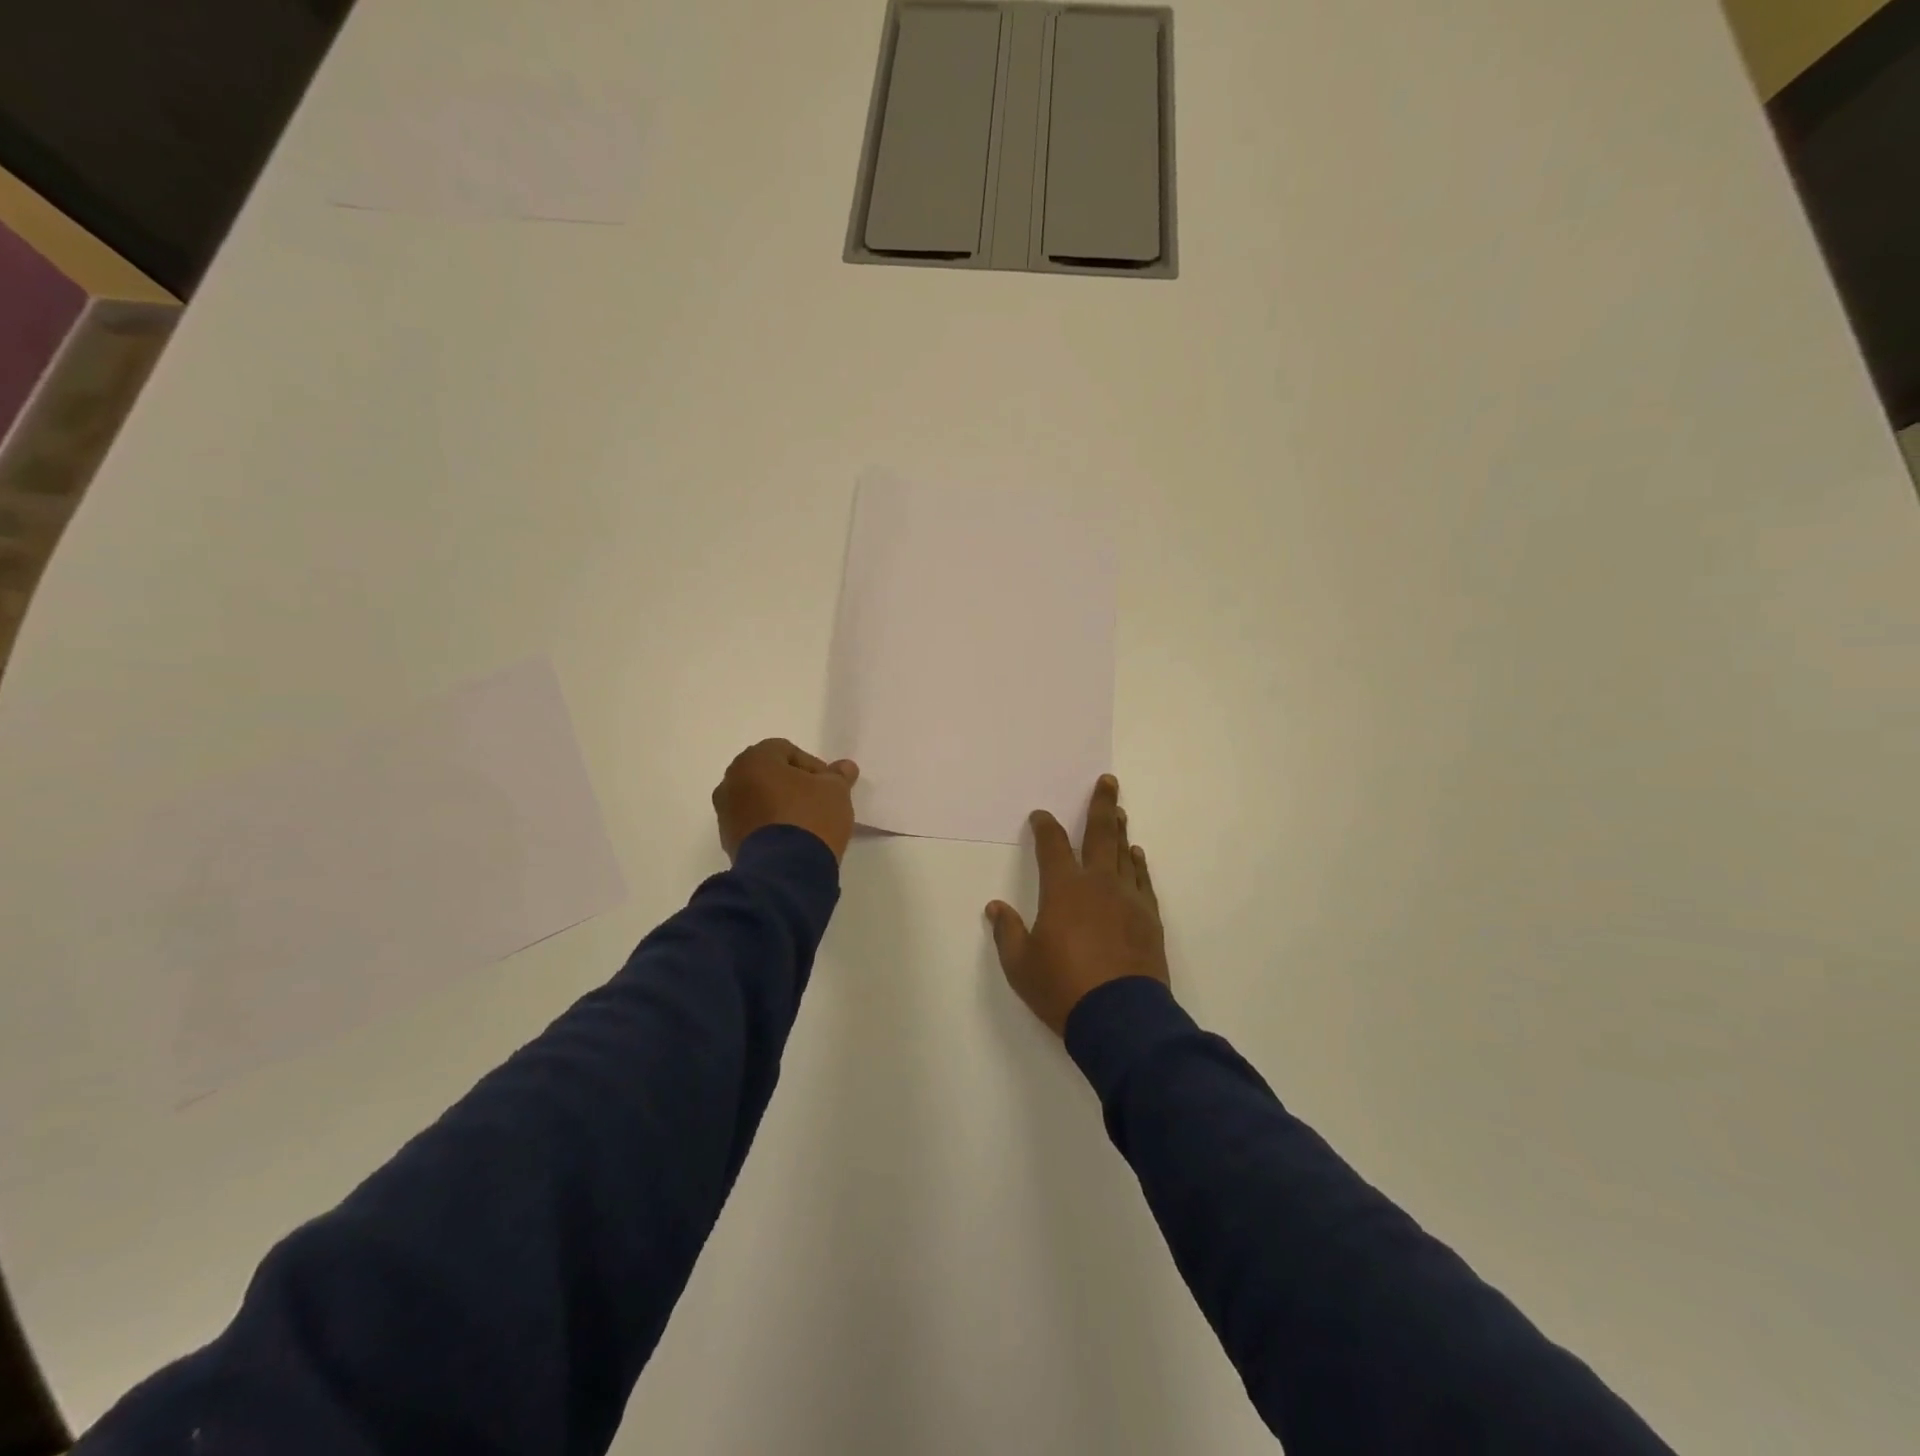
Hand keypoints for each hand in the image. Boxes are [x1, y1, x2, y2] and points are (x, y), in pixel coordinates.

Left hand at [712, 739, 860, 862]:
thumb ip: (838, 776)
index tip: (829, 786)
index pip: (786, 750)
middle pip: (768, 774)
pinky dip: (769, 826)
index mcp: (753, 761)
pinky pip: (753, 823)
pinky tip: (792, 840)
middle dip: (794, 784)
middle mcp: (731, 782)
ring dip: (779, 805)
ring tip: (806, 823)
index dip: (812, 766)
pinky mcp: (728, 841)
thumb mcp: (835, 792)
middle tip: (818, 801)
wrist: (784, 872)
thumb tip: (844, 767)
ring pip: (758, 799)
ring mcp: (725, 813)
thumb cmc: (809, 818)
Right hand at [987, 775, 1168, 1035]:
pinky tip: (1137, 857)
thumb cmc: (1063, 988)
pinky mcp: (1149, 919)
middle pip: (1100, 835)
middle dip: (1102, 805)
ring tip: (1119, 813)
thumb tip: (995, 908)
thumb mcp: (1021, 965)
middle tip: (1108, 782)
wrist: (1121, 1018)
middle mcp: (1098, 884)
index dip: (1045, 827)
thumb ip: (1007, 932)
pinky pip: (1143, 881)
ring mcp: (1129, 899)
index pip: (1052, 845)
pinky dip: (1139, 865)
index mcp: (1064, 889)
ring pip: (1125, 854)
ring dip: (1120, 831)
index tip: (1041, 815)